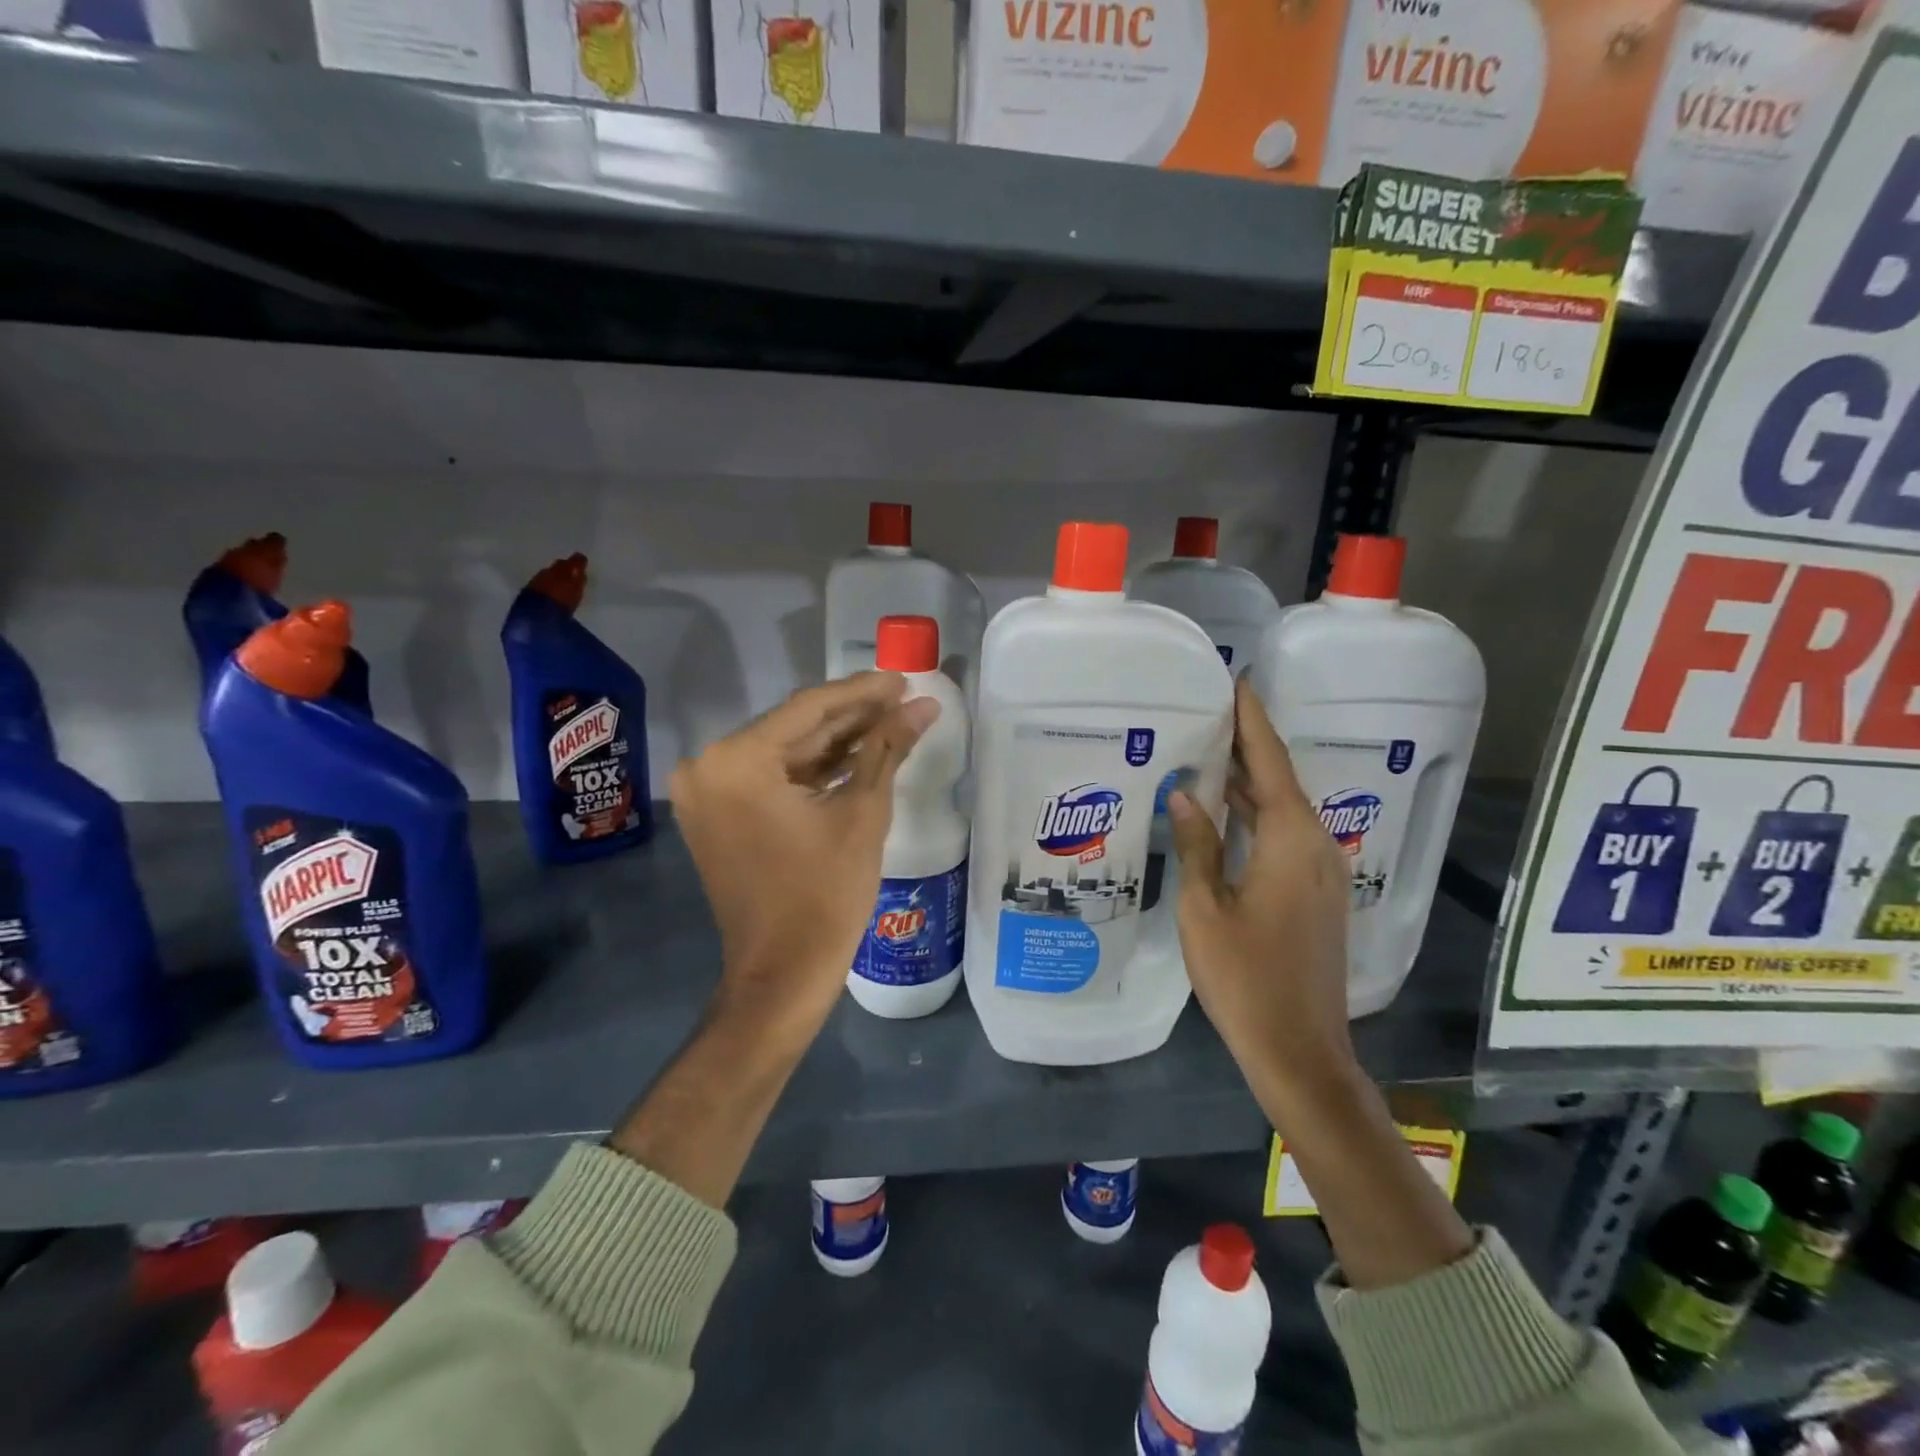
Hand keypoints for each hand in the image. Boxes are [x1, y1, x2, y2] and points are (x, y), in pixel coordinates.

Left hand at [670, 672, 939, 1042]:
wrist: (782, 974)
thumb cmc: (825, 895)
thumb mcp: (862, 813)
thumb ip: (887, 749)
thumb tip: (924, 705)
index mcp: (737, 760)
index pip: (809, 709)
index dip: (862, 691)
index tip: (903, 678)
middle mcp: (709, 766)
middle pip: (794, 728)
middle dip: (852, 715)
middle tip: (903, 697)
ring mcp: (708, 792)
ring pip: (785, 752)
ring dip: (836, 740)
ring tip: (891, 721)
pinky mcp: (717, 814)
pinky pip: (771, 778)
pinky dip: (812, 769)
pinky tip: (857, 754)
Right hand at [1166, 678, 1361, 1124]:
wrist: (1300, 1049)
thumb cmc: (1245, 978)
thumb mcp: (1205, 909)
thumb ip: (1197, 845)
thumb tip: (1184, 794)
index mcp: (1291, 841)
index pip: (1268, 762)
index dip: (1251, 720)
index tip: (1236, 681)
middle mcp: (1315, 845)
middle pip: (1279, 779)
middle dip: (1246, 744)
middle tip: (1206, 711)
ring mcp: (1321, 871)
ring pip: (1282, 808)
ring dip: (1249, 780)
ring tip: (1208, 749)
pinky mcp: (1317, 892)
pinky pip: (1285, 834)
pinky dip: (1256, 812)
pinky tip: (1224, 810)